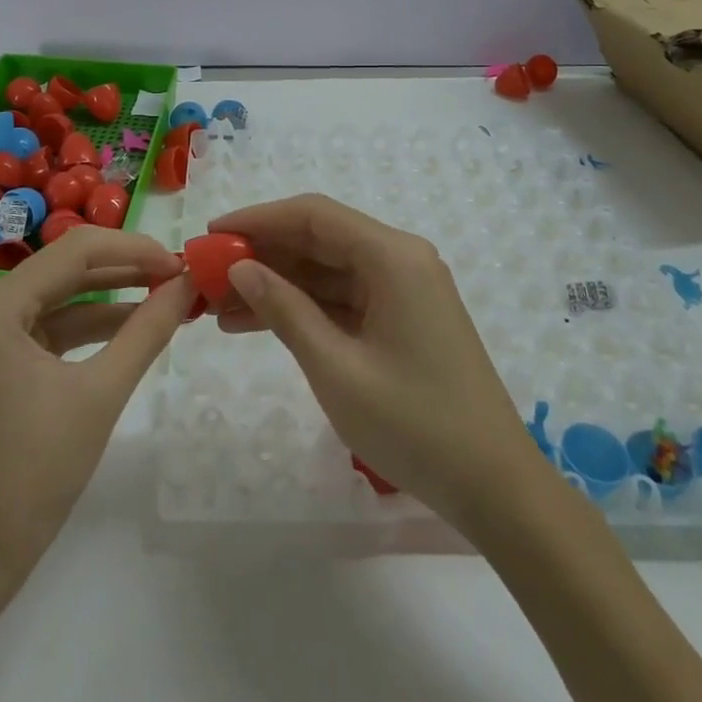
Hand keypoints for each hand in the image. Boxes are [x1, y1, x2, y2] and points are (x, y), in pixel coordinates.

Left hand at [0, 227, 192, 589]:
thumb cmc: (30, 478)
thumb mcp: (100, 396)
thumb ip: (147, 330)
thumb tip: (187, 284)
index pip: (74, 251)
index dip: (134, 250)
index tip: (180, 263)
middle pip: (61, 271)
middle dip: (123, 272)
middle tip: (177, 278)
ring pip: (52, 301)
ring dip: (106, 301)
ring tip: (162, 300)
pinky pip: (38, 333)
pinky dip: (81, 331)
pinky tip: (124, 333)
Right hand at [208, 194, 549, 534]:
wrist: (493, 486)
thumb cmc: (415, 424)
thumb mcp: (336, 368)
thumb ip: (285, 310)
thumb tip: (240, 268)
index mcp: (392, 256)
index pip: (313, 215)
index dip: (258, 219)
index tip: (211, 234)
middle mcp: (399, 259)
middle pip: (319, 240)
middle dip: (262, 254)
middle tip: (207, 275)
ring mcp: (402, 289)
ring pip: (326, 271)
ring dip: (276, 285)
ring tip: (218, 307)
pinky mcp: (401, 317)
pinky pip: (342, 299)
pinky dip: (303, 308)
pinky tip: (256, 323)